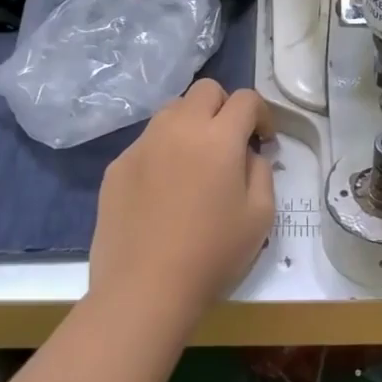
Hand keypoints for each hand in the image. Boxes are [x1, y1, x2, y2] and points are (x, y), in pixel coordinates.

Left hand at [86, 80, 275, 331]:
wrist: (143, 291)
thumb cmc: (211, 254)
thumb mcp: (260, 216)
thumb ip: (261, 172)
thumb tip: (248, 154)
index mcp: (219, 137)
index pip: (246, 98)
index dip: (261, 114)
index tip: (263, 140)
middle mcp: (179, 128)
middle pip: (206, 90)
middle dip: (224, 107)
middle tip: (229, 143)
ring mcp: (143, 144)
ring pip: (172, 110)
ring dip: (191, 123)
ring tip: (195, 161)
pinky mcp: (117, 165)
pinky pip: (147, 142)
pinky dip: (163, 151)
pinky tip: (164, 190)